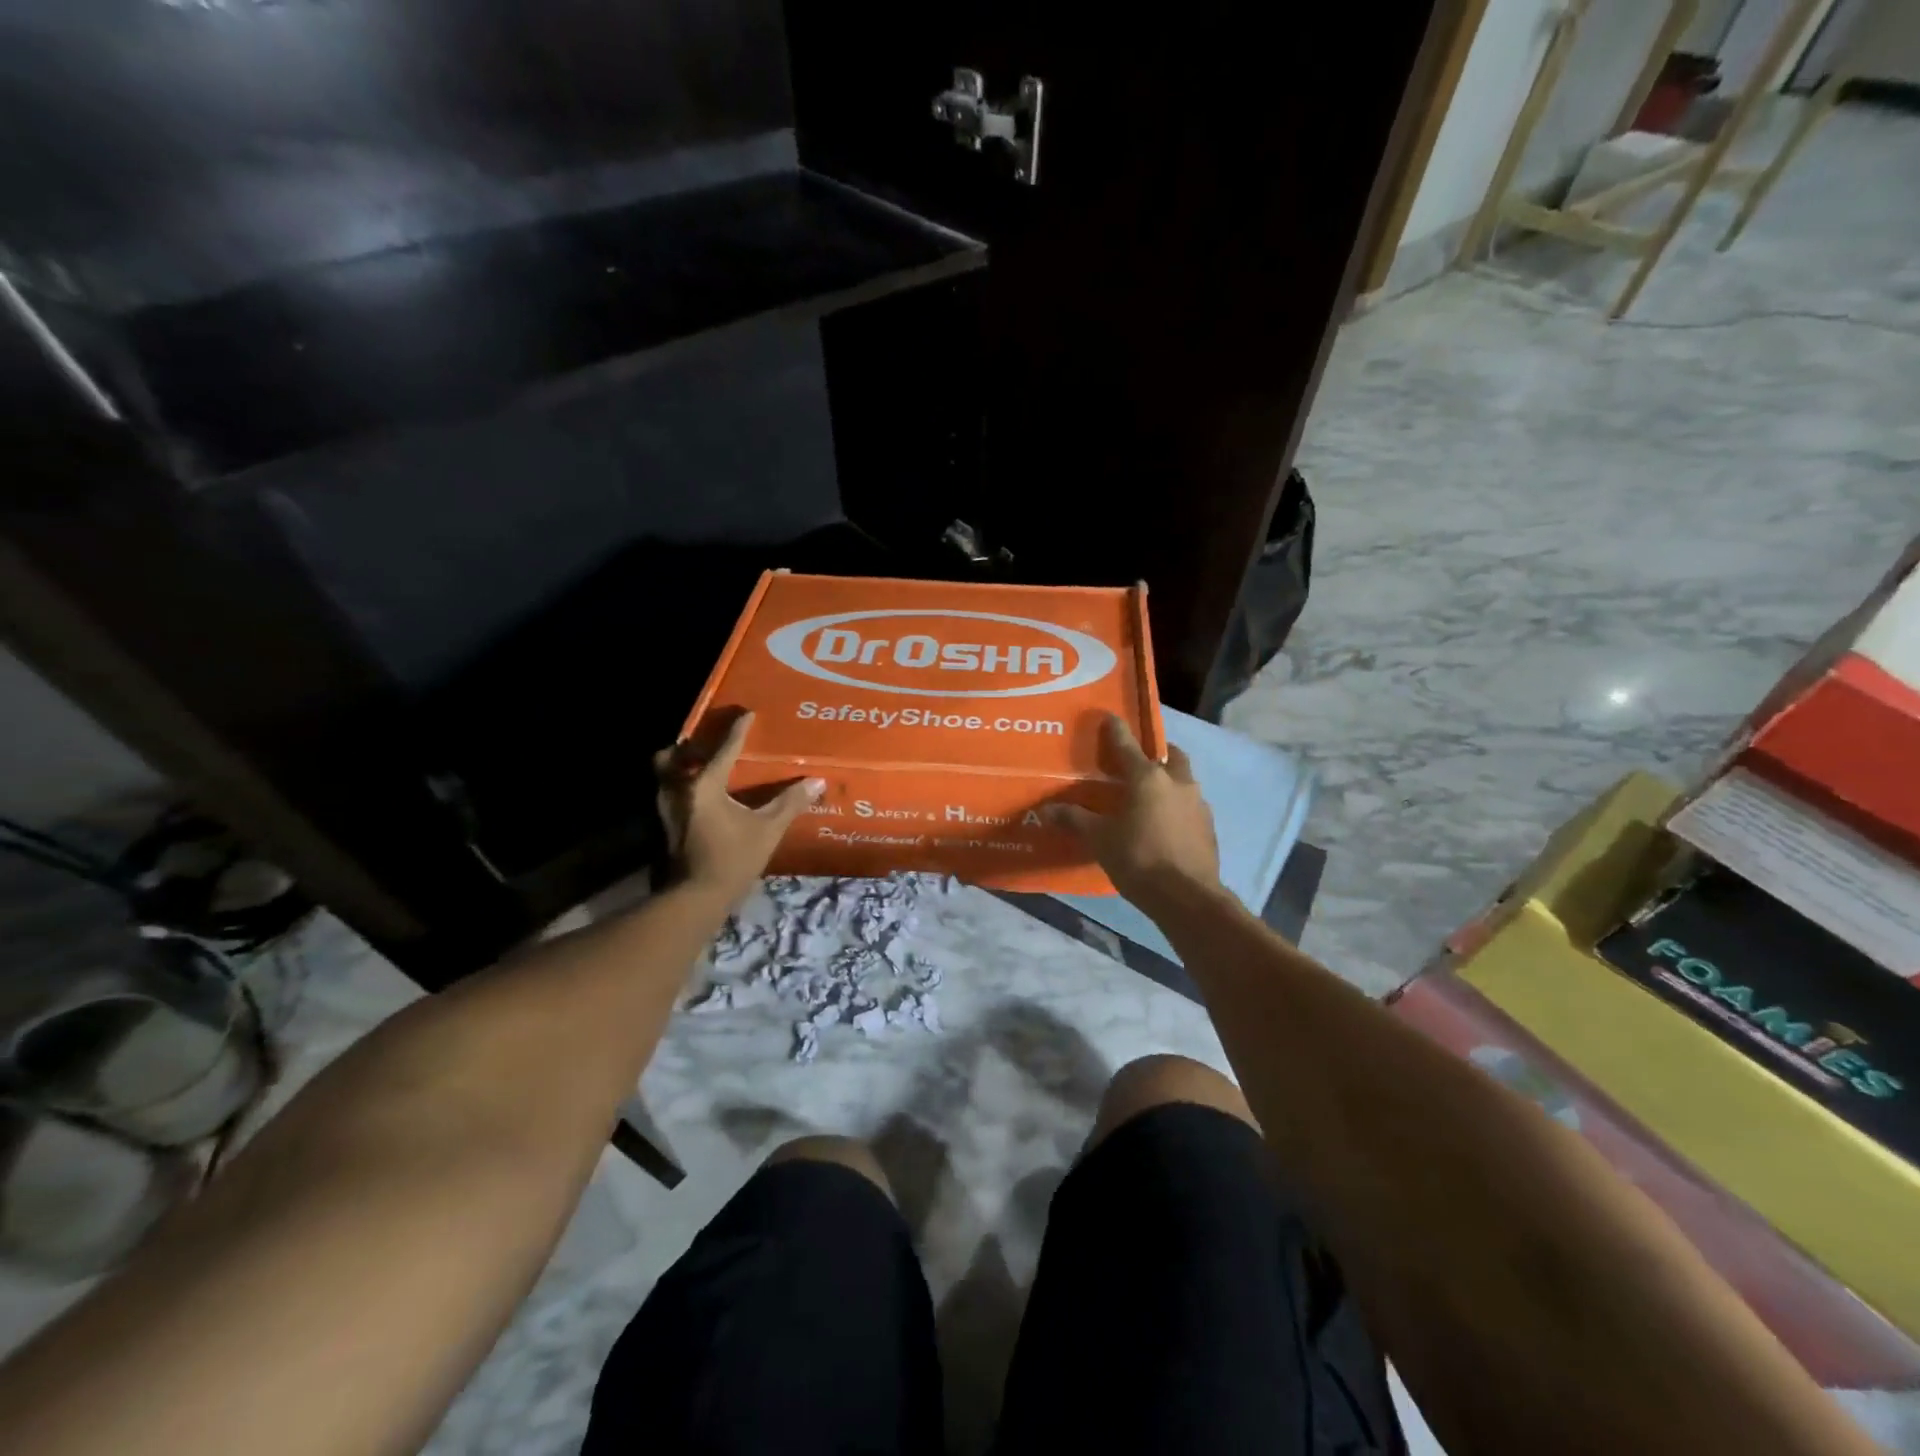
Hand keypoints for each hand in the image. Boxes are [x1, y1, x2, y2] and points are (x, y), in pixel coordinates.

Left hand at [654, 712, 822, 905]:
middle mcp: (680, 789)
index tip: (747, 714)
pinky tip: (701, 797)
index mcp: (705, 785)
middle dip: (688, 747)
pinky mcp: (666, 826)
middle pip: (673, 756)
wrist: (697, 897)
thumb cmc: (733, 858)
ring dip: (680, 767)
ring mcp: (667, 809)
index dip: (737, 730)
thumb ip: (790, 803)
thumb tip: (817, 781)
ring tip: (702, 767)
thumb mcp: (768, 829)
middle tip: (707, 744)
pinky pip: (670, 794)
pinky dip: (682, 787)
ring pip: (665, 775)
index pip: (724, 749)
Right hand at [1050, 714, 1222, 910]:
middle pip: (1169, 756)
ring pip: (1182, 781)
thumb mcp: (1099, 839)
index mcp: (1147, 778)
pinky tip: (1163, 823)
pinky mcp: (1208, 827)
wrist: (1187, 897)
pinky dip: (1176, 806)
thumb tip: (1045, 810)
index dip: (1115, 730)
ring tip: (1148, 796)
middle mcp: (1177, 782)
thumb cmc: (1139, 859)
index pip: (1127, 745)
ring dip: (1168, 781)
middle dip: (1154, 754)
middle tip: (1136, 763)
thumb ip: (1075, 820)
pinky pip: (1189, 806)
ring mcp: (1198, 804)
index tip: (1109, 717)